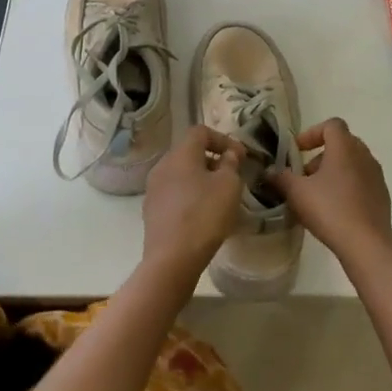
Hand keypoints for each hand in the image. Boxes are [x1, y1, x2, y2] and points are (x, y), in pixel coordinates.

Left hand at [141, 126, 244, 283]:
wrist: (172, 258)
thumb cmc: (205, 214)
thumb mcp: (229, 185)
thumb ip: (231, 164)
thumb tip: (229, 154)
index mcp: (181, 153)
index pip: (201, 132)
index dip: (223, 139)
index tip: (240, 156)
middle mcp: (162, 165)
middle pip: (189, 152)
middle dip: (212, 160)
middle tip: (232, 176)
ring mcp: (153, 188)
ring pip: (181, 174)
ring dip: (201, 179)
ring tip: (220, 197)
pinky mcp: (151, 211)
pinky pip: (174, 193)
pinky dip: (190, 196)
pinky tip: (203, 214)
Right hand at [269, 118, 391, 267]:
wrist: (366, 245)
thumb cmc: (329, 210)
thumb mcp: (296, 193)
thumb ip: (281, 177)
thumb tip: (269, 171)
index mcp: (344, 147)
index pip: (332, 125)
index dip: (312, 133)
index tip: (298, 151)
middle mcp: (364, 155)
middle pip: (342, 143)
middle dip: (321, 155)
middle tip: (305, 174)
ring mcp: (376, 176)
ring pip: (352, 163)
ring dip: (334, 171)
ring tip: (318, 194)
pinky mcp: (382, 195)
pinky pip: (362, 181)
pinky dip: (347, 186)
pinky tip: (335, 209)